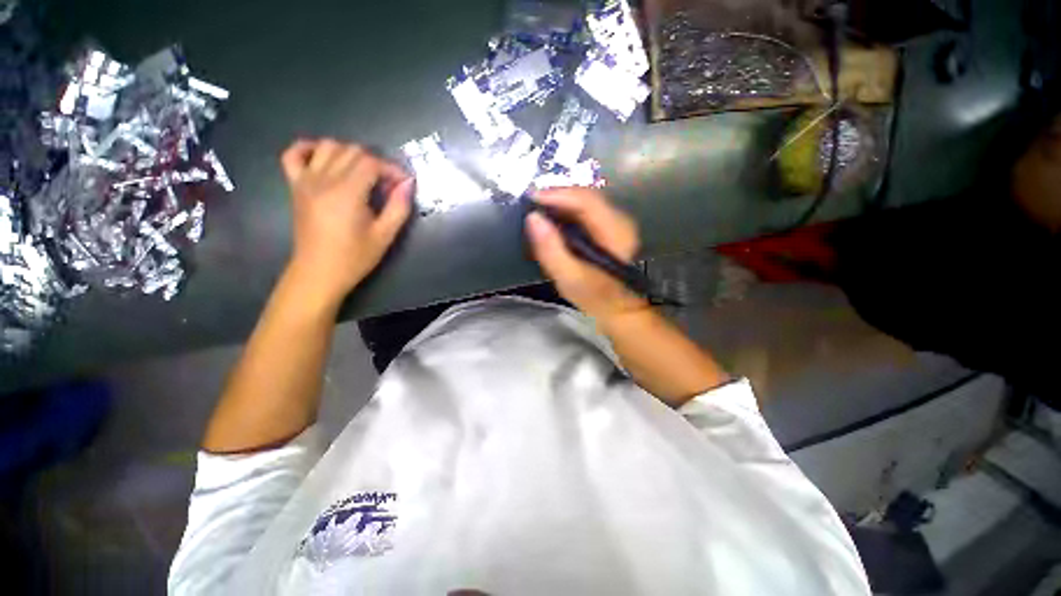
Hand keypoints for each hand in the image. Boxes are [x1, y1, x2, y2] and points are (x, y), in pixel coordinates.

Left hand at [280, 139, 412, 306]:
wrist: (319, 272)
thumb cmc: (355, 257)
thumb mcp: (385, 235)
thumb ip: (399, 207)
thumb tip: (408, 183)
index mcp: (347, 193)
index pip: (371, 163)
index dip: (391, 169)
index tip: (403, 184)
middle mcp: (324, 180)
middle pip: (352, 151)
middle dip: (375, 162)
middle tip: (387, 184)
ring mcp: (305, 180)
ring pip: (328, 146)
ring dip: (350, 154)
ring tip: (362, 174)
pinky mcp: (295, 185)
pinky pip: (294, 154)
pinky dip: (309, 148)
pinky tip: (324, 158)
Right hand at [525, 188, 649, 325]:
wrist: (618, 308)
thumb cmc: (594, 296)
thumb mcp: (569, 278)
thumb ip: (551, 250)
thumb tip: (533, 218)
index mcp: (615, 231)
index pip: (586, 200)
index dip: (557, 194)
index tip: (530, 198)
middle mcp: (620, 219)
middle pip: (585, 196)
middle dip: (556, 197)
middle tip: (530, 205)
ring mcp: (616, 221)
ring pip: (584, 201)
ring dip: (559, 203)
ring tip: (537, 211)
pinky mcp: (609, 226)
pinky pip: (584, 210)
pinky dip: (566, 211)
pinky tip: (552, 220)